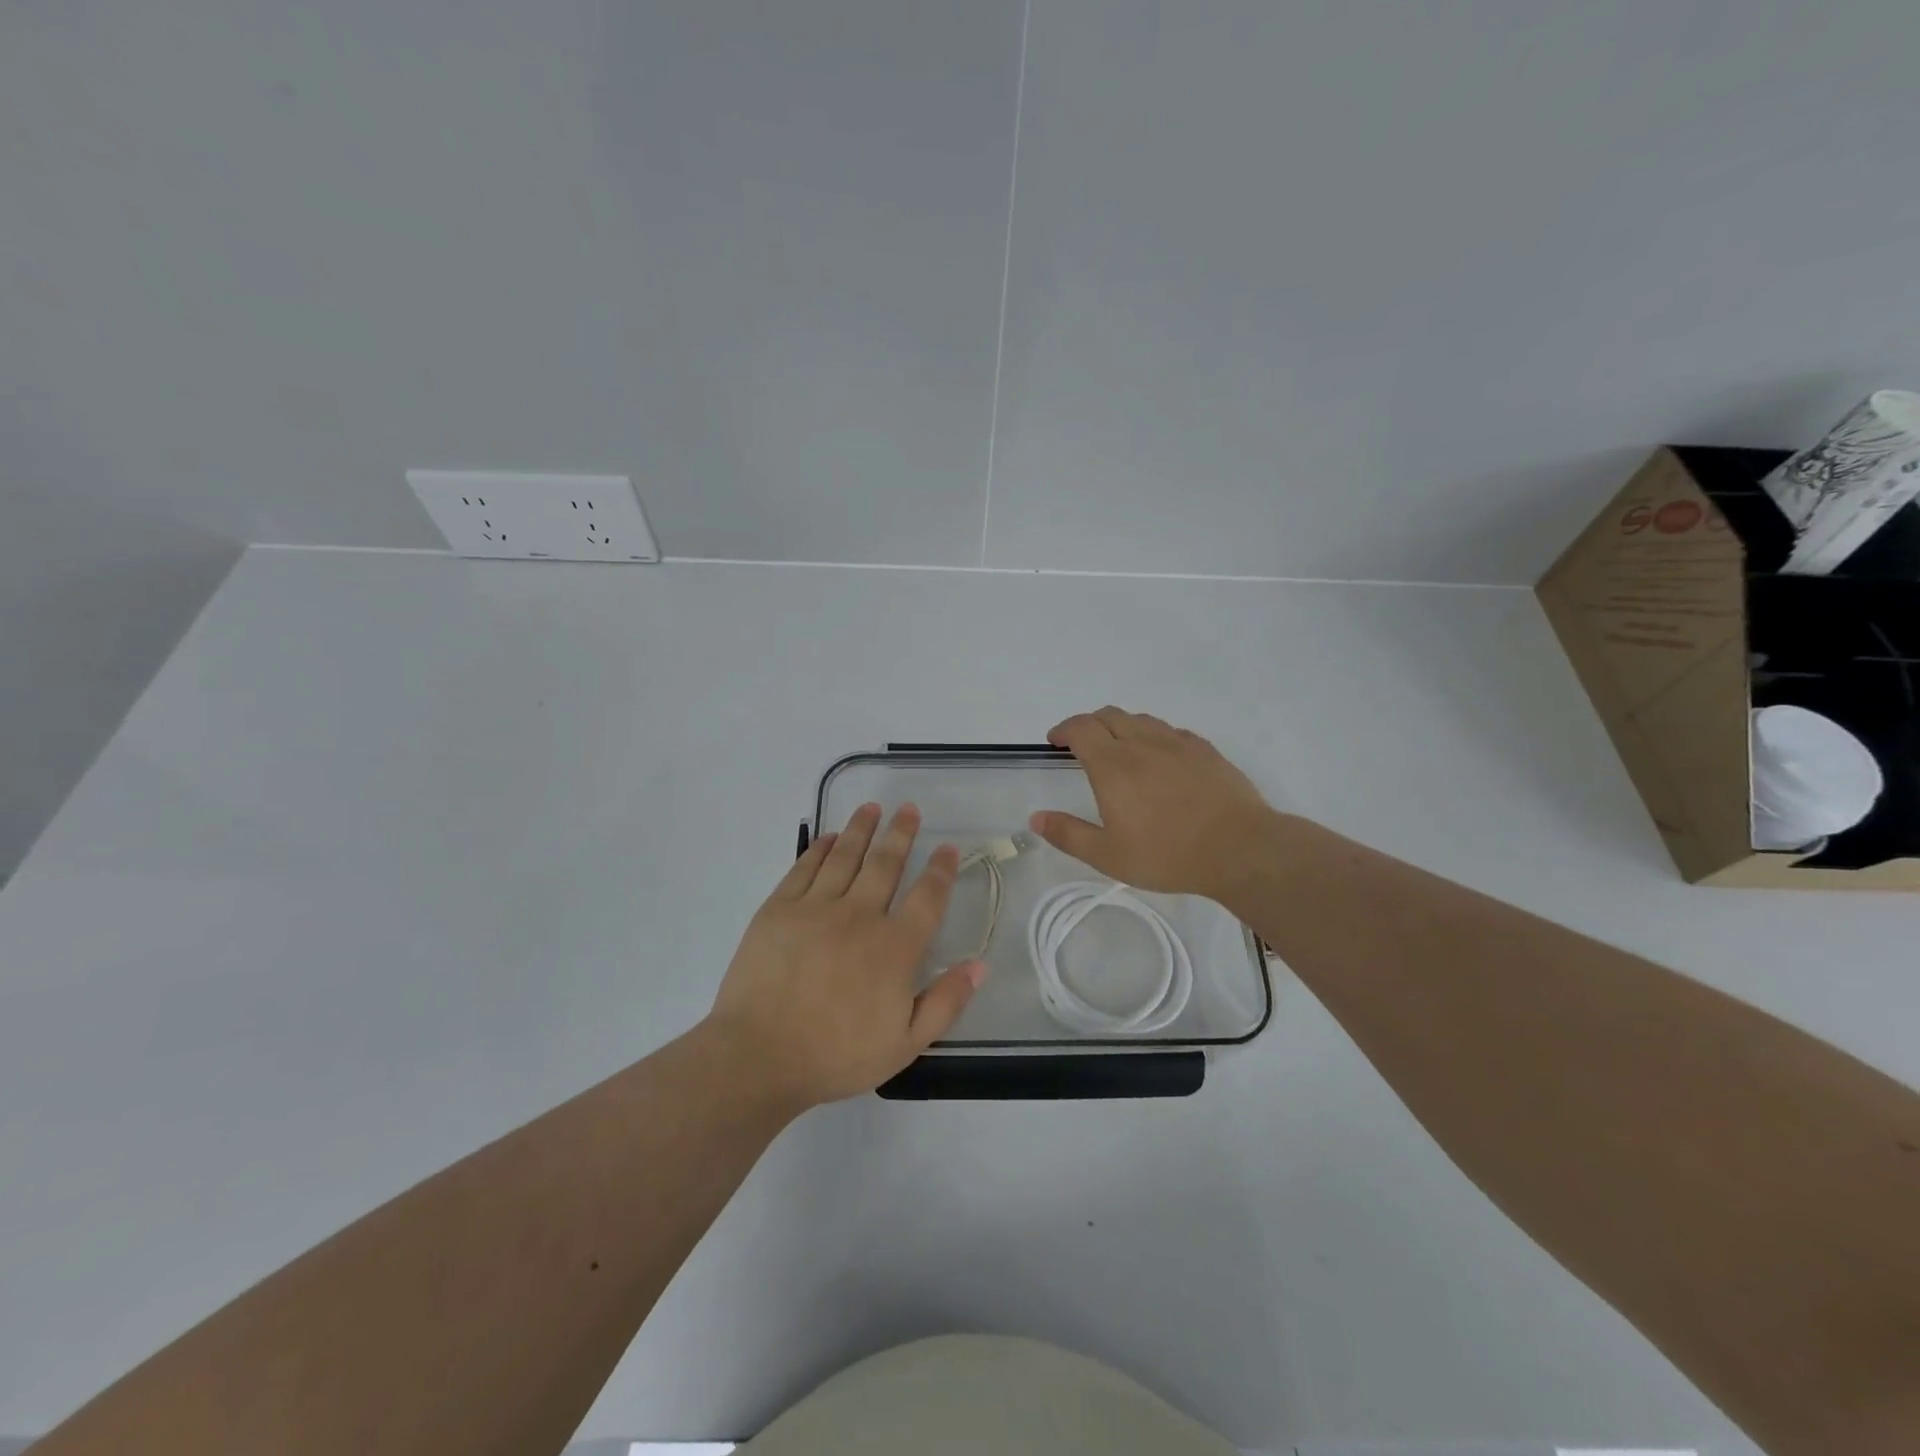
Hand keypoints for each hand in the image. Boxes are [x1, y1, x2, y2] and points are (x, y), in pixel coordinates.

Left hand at [706, 803, 984, 1107]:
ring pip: (846, 856)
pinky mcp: (779, 908)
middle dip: (901, 833)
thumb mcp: (905, 1044)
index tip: (948, 847)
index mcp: (894, 948)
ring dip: (862, 829)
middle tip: (909, 809)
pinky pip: (805, 867)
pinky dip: (821, 848)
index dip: (941, 869)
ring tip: (872, 807)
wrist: (759, 1057)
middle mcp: (860, 916)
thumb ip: (946, 1002)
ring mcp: (816, 907)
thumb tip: (979, 965)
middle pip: (886, 863)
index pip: (928, 897)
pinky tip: (830, 837)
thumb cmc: (836, 1055)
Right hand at [1028, 707, 1280, 901]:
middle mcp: (1142, 743)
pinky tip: (1159, 757)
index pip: (1080, 728)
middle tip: (1081, 744)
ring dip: (1120, 726)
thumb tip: (1036, 818)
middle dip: (1088, 724)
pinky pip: (1170, 731)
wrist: (1239, 848)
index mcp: (1113, 765)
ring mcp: (1177, 743)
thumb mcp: (1108, 856)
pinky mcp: (1204, 750)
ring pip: (1140, 719)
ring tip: (1118, 748)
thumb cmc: (1167, 854)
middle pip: (1108, 715)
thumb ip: (1068, 834)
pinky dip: (1152, 736)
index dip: (1063, 729)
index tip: (1055, 741)